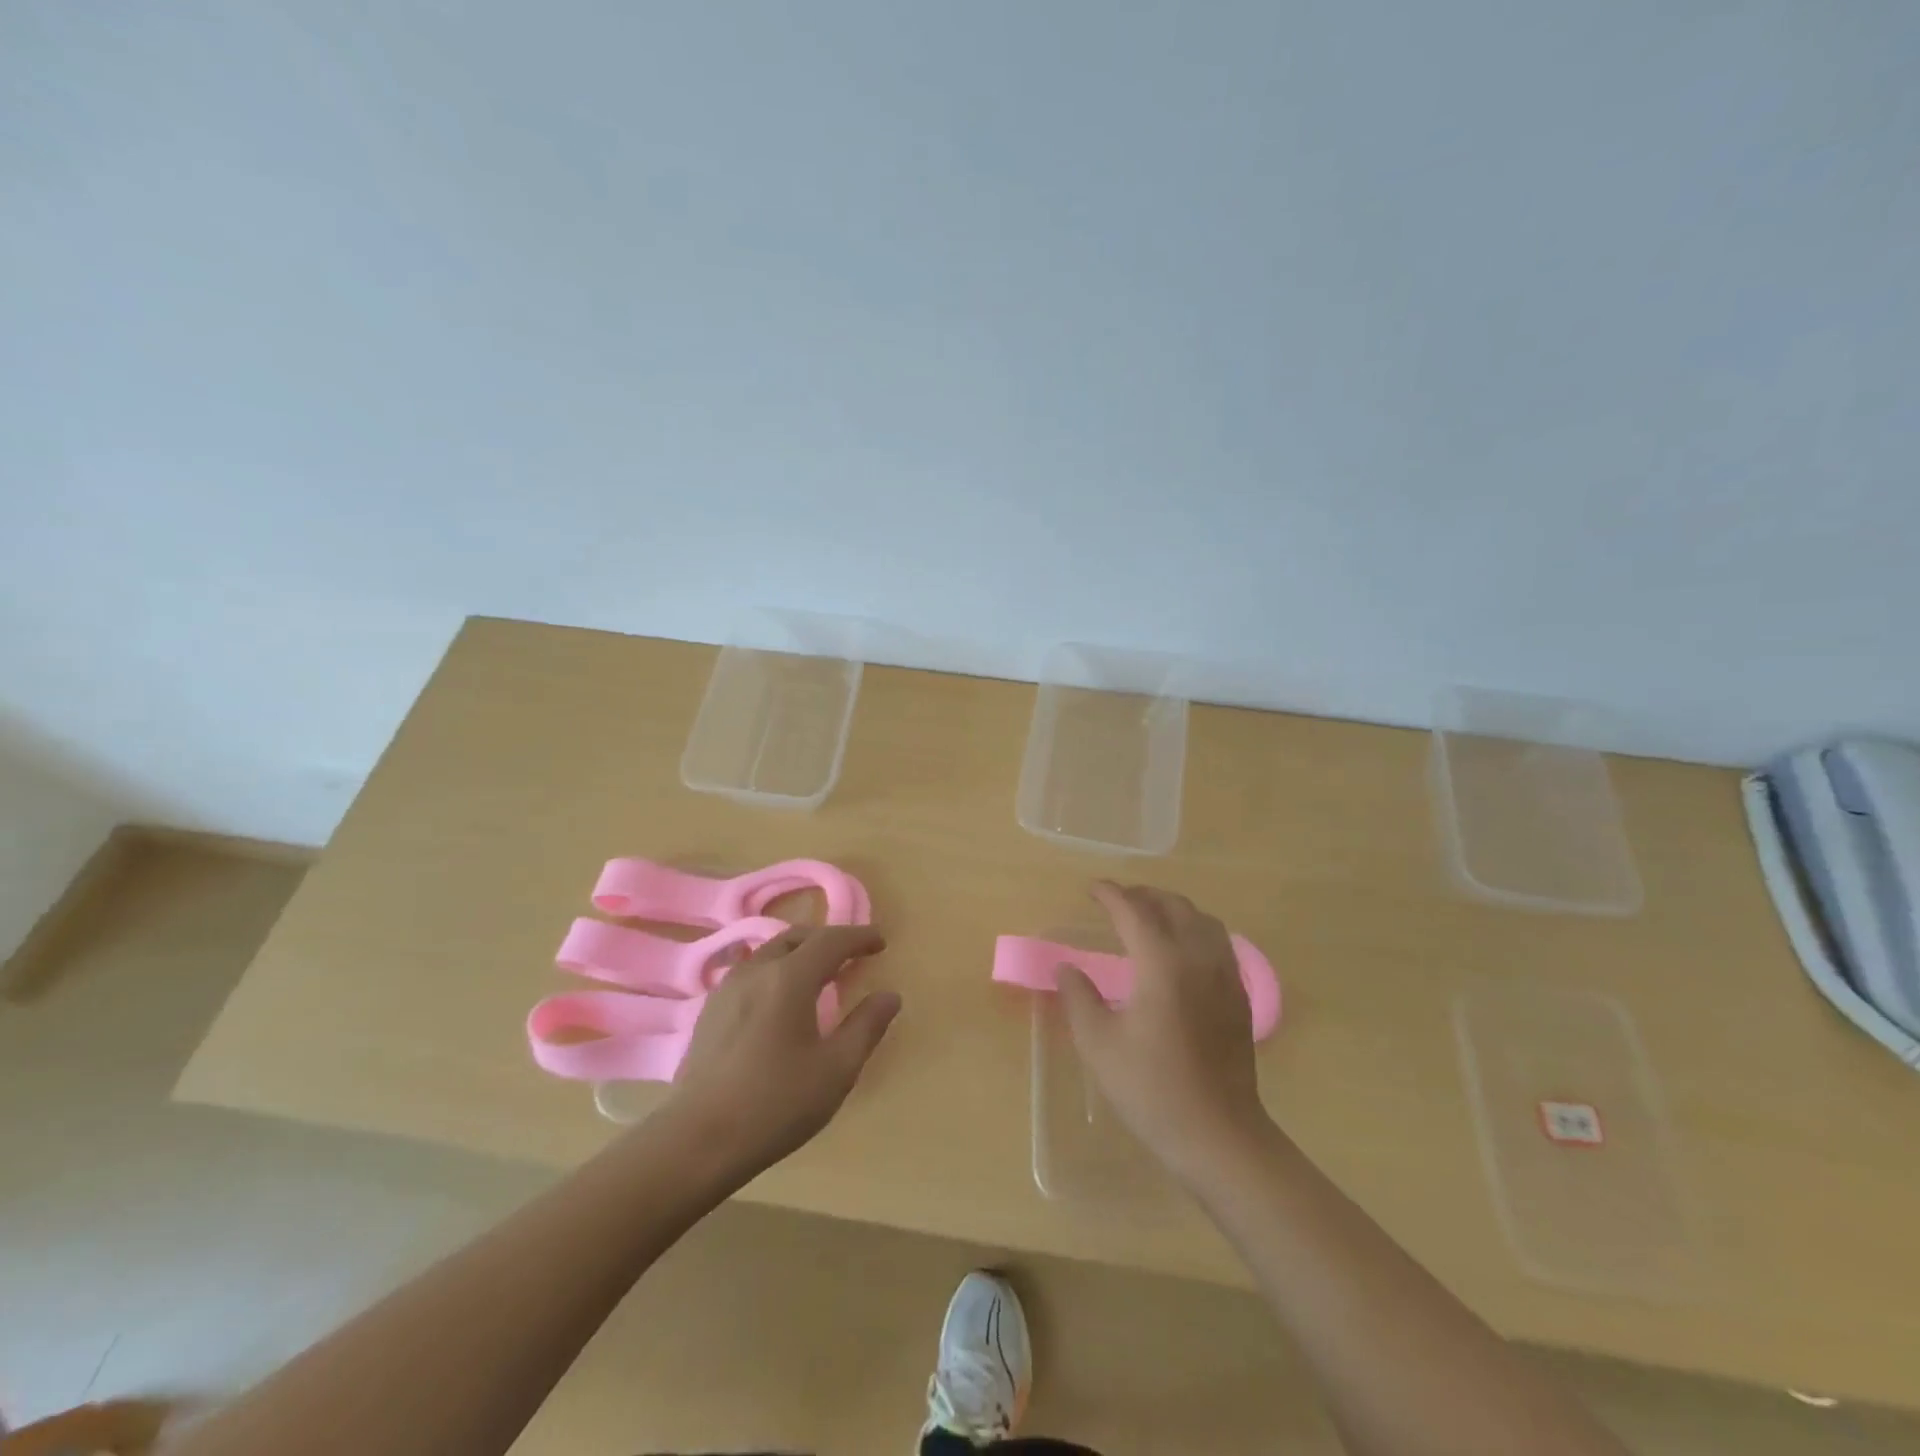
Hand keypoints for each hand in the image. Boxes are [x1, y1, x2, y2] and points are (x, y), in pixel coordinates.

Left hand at [667, 925, 899, 1177]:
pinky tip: (780, 1000)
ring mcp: (727, 989)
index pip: (831, 940)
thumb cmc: (775, 1104)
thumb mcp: (836, 1070)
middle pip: (797, 937)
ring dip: (800, 953)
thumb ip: (866, 1027)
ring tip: (818, 975)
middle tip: (852, 956)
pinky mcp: (710, 1010)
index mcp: (790, 978)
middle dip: (828, 940)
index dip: (859, 936)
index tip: (881, 942)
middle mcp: (757, 971)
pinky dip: (776, 970)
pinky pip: (751, 972)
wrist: (696, 1141)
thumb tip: (890, 995)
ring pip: (770, 952)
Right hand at [1058, 882, 1272, 1188]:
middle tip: (1117, 901)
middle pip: (1173, 906)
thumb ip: (1079, 998)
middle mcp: (1198, 957)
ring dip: (1173, 909)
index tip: (1092, 889)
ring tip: (1149, 918)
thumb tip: (1066, 967)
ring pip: (1202, 920)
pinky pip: (1219, 942)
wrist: (1218, 1134)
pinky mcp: (1240, 996)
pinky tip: (1181, 951)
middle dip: (1143, 895)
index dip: (1111, 895)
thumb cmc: (1151, 1089)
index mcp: (1162, 963)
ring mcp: (1226, 976)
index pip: (1134, 911)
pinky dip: (1195, 930)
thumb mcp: (1099, 1044)